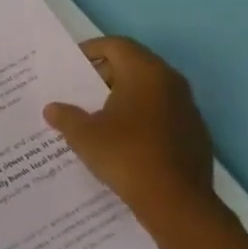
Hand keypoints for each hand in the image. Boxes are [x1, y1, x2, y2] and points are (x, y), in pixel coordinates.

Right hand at [44, 37, 217, 223]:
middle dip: (105, 76)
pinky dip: (141, 119)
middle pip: (134, 65)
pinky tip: (123, 141)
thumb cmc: (126, 155)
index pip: (116, 45)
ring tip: (97, 117)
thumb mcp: (83, 135)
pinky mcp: (195, 135)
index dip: (91, 50)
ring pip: (150, 92)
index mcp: (146, 73)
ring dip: (124, 98)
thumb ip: (65, 116)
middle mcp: (171, 83)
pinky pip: (162, 115)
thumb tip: (53, 109)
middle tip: (79, 92)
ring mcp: (188, 110)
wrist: (177, 203)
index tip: (71, 66)